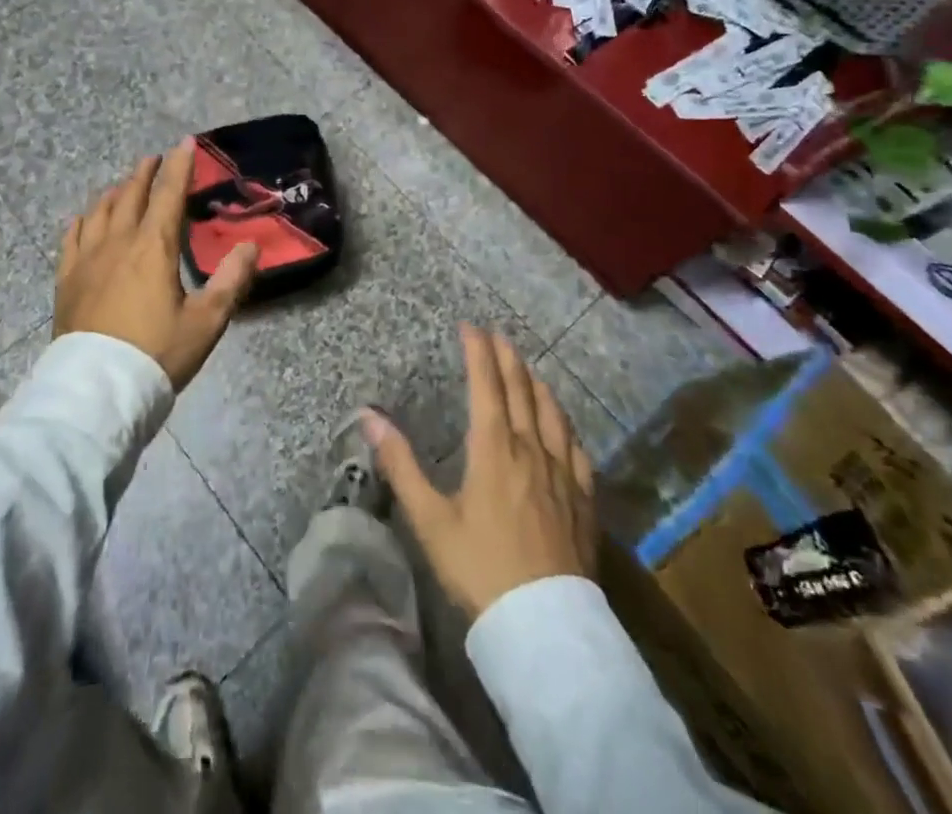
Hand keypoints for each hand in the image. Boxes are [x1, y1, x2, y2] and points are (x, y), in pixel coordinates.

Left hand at [54, 140, 259, 388]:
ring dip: (115, 192)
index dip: (179, 165)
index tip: (185, 141)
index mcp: (154, 247)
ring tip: (124, 185)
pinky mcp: (67, 279)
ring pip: (100, 211)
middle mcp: (118, 243)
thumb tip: (250, 246)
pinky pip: (72, 237)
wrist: (98, 390)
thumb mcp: (206, 321)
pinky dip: (82, 220)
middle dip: (145, 172)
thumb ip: (232, 281)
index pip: (168, 194)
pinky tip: (84, 218)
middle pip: (131, 195)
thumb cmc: (157, 354)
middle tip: (155, 158)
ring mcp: (87, 259)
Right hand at [365, 325, 597, 621]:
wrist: (546, 626)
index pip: (486, 385)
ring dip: (536, 384)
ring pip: (552, 413)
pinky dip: (564, 423)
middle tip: (497, 335)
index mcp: (493, 449)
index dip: (478, 352)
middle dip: (507, 358)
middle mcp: (530, 450)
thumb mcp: (431, 519)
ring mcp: (563, 474)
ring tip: (527, 369)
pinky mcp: (583, 500)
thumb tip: (368, 417)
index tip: (470, 326)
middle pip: (521, 391)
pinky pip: (576, 448)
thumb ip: (400, 464)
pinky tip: (563, 425)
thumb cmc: (480, 569)